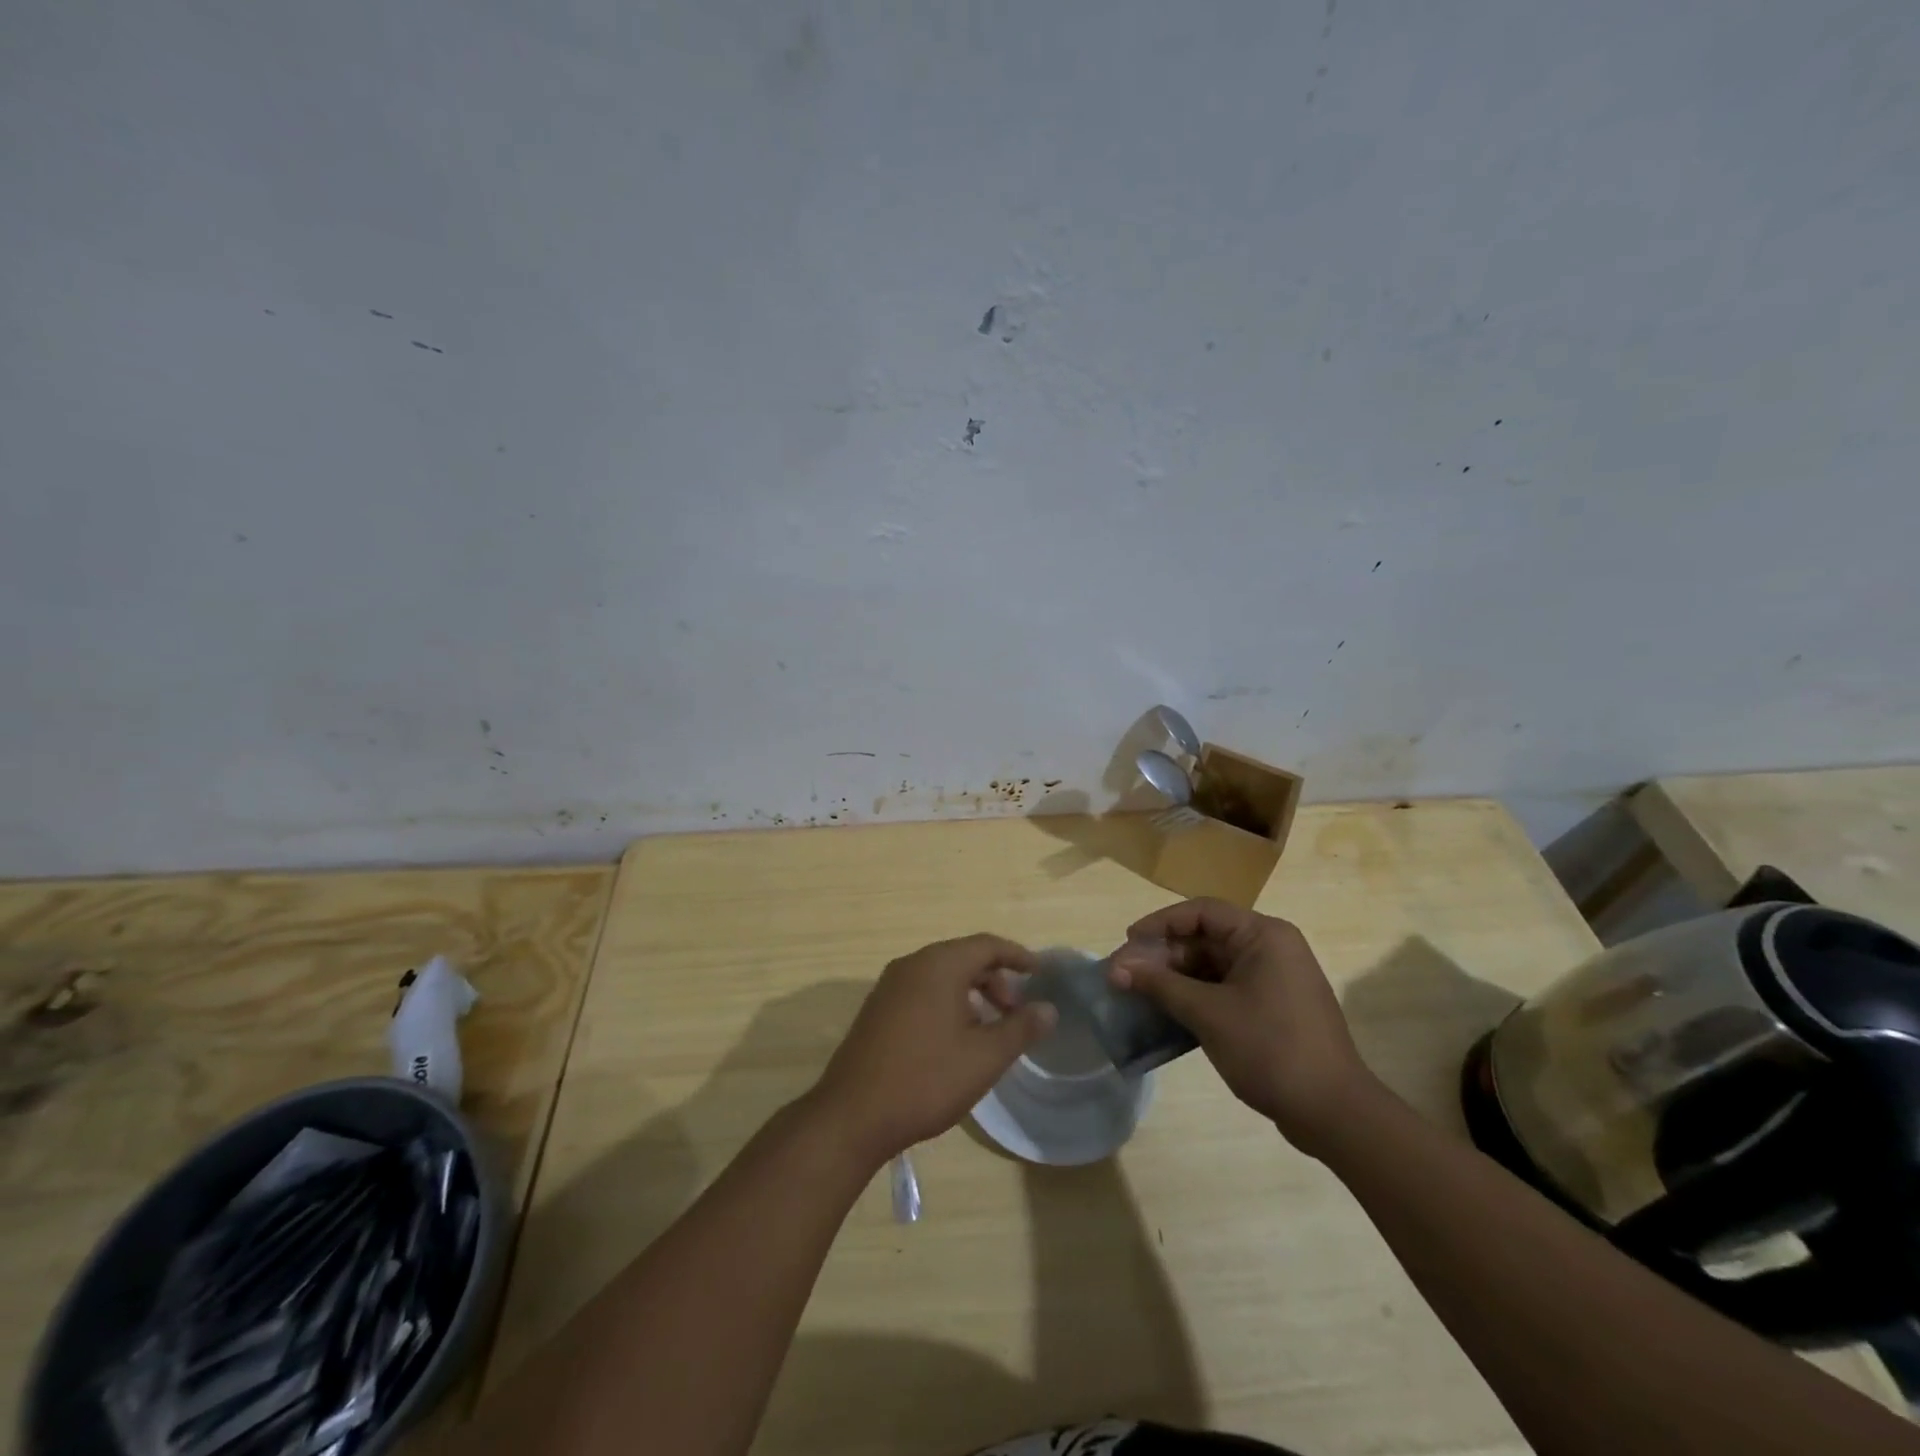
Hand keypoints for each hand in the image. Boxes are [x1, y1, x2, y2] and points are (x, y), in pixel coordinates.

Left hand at [810, 934, 1056, 1164]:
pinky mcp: (877, 1008)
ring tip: (990, 1029)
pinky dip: (948, 1002)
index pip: (987, 945)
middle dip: (996, 979)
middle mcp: (912, 964)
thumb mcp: (984, 1058)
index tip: (1040, 973)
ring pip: (942, 975)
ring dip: (972, 992)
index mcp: (939, 965)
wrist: (853, 1115)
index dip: (1018, 955)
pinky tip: (955, 1039)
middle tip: (1016, 1012)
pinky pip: (922, 990)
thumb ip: (1021, 1029)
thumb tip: (1049, 1009)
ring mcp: (889, 986)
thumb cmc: (926, 1080)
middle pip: (964, 957)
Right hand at [1110, 899, 1378, 1154]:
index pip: (1201, 912)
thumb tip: (1116, 968)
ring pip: (1212, 965)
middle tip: (1125, 974)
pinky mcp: (1272, 1007)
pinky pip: (1224, 988)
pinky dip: (1195, 996)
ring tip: (1139, 993)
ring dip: (1175, 977)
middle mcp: (1271, 948)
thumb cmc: (1270, 1049)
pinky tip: (1167, 1012)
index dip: (1160, 923)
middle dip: (1163, 955)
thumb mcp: (1208, 1013)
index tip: (1128, 941)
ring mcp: (1274, 979)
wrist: (1333, 1113)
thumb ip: (1160, 985)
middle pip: (1205, 938)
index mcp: (1263, 936)